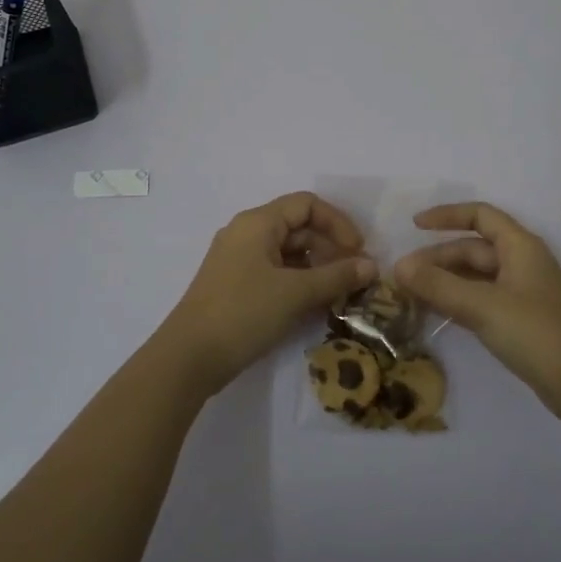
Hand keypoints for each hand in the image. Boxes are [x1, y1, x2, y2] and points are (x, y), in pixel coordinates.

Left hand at [157, 192, 376, 396]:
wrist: (189, 357)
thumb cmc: (244, 313)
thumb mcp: (296, 293)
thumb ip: (337, 276)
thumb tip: (371, 266)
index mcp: (258, 222)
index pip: (307, 204)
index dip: (337, 223)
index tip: (358, 251)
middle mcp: (246, 233)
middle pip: (298, 226)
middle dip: (330, 247)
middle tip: (353, 276)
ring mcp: (238, 260)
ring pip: (287, 252)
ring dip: (316, 267)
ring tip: (338, 293)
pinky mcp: (235, 285)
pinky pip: (275, 271)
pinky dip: (298, 281)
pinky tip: (314, 304)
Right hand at [394, 202, 560, 418]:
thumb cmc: (535, 333)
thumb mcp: (482, 306)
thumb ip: (438, 285)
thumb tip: (398, 267)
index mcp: (520, 246)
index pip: (480, 215)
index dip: (447, 216)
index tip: (414, 226)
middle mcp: (522, 262)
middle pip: (473, 248)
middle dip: (437, 258)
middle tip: (402, 276)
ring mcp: (522, 292)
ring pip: (476, 276)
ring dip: (445, 281)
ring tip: (410, 293)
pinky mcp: (521, 320)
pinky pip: (482, 299)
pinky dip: (458, 300)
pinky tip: (436, 312)